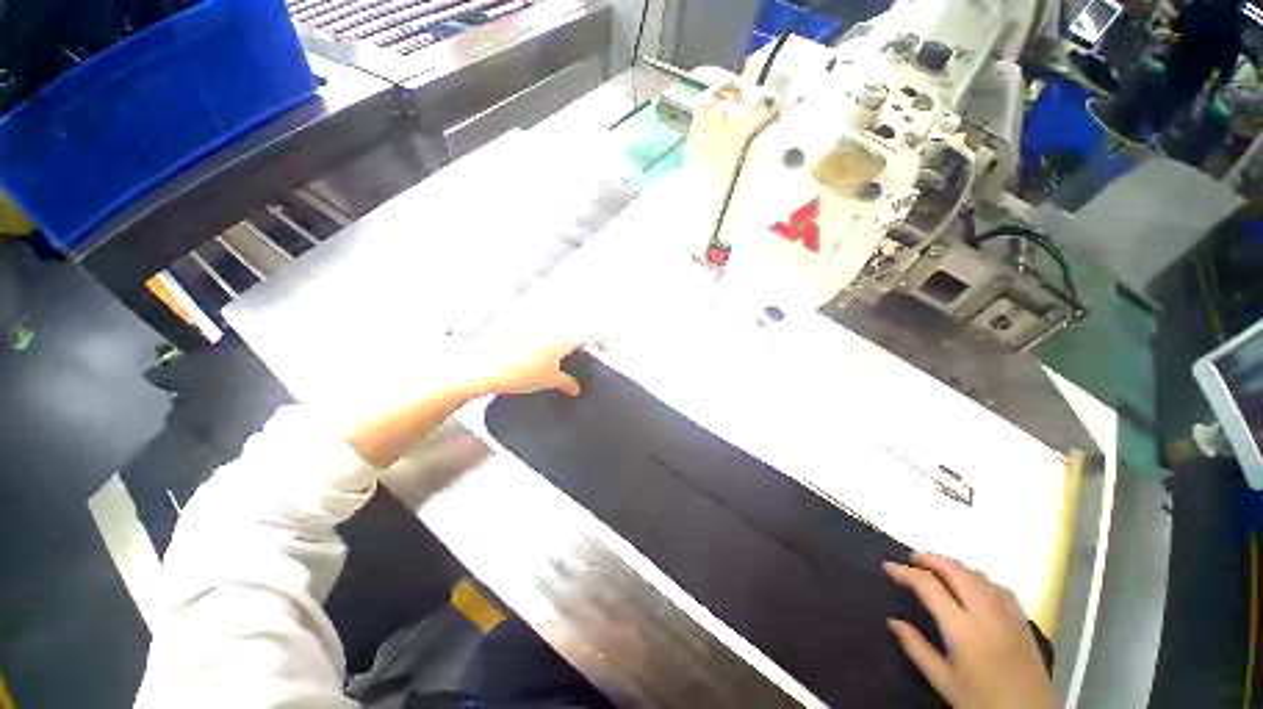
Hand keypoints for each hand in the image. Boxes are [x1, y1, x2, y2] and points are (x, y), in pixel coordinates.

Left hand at [347, 335, 594, 467]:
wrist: (479, 367)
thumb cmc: (518, 374)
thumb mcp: (547, 380)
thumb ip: (566, 382)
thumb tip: (576, 389)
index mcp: (562, 335)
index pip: (590, 330)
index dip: (601, 339)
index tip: (605, 349)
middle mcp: (551, 325)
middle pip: (575, 323)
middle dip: (585, 335)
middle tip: (586, 350)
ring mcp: (534, 323)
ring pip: (559, 324)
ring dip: (567, 334)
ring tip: (566, 352)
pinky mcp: (520, 326)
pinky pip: (544, 327)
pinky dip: (551, 336)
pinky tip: (545, 350)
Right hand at [884, 553, 1053, 708]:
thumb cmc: (981, 702)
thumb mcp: (944, 682)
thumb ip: (917, 649)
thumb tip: (892, 621)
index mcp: (964, 630)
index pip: (930, 587)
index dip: (906, 573)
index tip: (888, 566)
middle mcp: (987, 615)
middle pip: (957, 572)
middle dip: (932, 559)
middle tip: (913, 558)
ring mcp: (1009, 616)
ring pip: (979, 576)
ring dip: (955, 567)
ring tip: (938, 568)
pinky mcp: (1023, 622)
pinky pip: (999, 588)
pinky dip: (979, 579)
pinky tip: (974, 586)